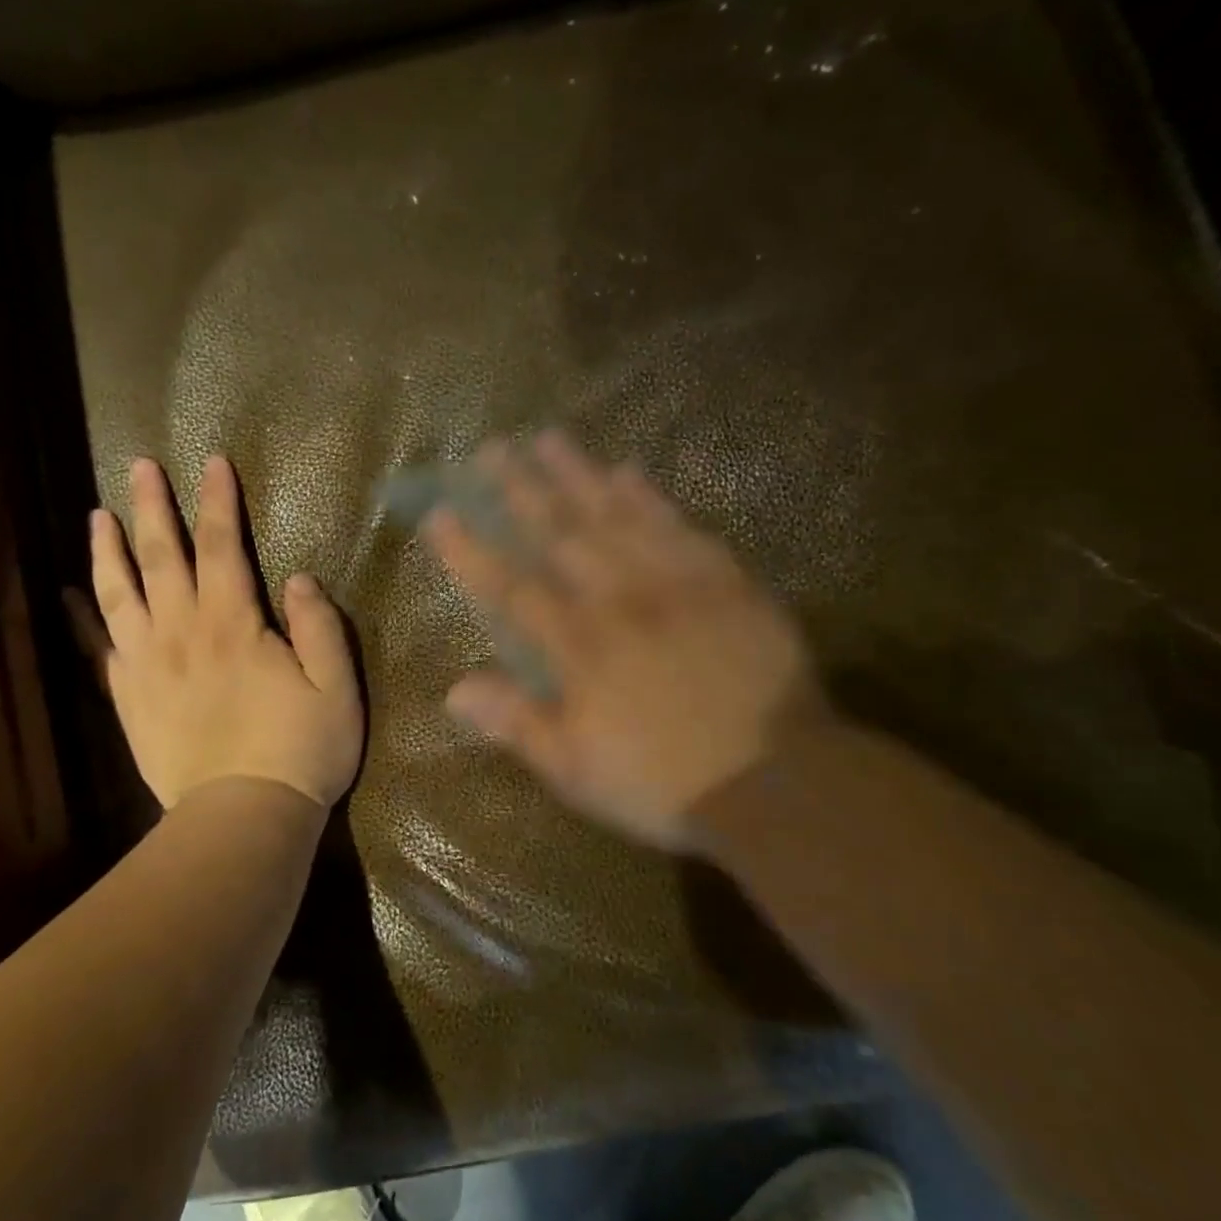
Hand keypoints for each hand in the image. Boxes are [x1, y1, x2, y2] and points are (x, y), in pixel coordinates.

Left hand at [69, 455, 363, 811]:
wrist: (243, 818)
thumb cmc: (301, 751)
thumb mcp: (336, 688)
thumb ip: (319, 627)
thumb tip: (297, 578)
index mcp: (233, 625)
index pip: (223, 547)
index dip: (218, 502)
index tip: (212, 463)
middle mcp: (182, 634)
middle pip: (162, 558)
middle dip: (152, 507)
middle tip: (140, 467)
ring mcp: (148, 667)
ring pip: (120, 595)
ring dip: (108, 550)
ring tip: (98, 516)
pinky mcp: (130, 699)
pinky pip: (100, 647)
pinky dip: (84, 616)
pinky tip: (74, 595)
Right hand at [422, 432, 824, 851]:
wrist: (779, 780)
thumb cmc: (664, 782)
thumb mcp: (576, 770)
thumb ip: (516, 723)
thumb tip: (454, 690)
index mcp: (579, 645)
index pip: (510, 586)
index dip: (471, 550)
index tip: (441, 513)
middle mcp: (620, 599)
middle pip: (560, 532)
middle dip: (520, 489)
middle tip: (492, 448)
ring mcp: (676, 582)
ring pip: (616, 514)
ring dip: (578, 474)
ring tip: (549, 438)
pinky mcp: (724, 580)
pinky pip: (678, 525)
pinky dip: (649, 497)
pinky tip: (629, 472)